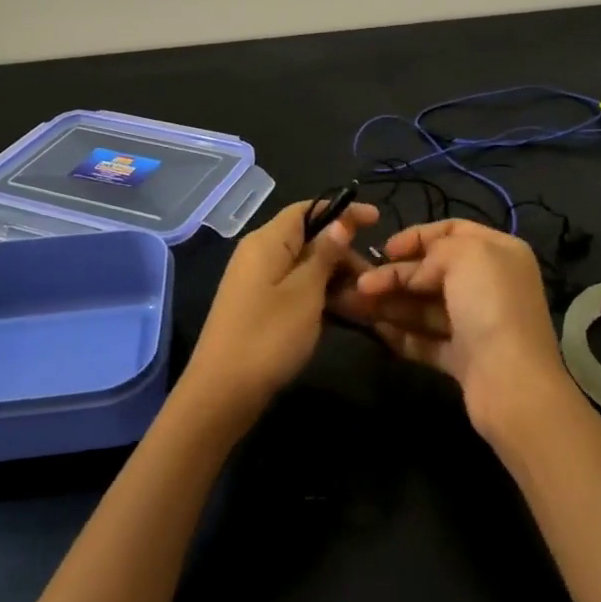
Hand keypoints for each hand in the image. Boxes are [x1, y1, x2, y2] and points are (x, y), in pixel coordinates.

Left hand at [175, 198, 378, 425]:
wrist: (222, 393)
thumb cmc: (268, 336)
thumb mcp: (305, 293)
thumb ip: (324, 254)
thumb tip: (340, 221)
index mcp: (267, 241)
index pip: (308, 209)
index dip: (342, 211)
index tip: (378, 220)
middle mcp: (259, 254)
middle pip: (307, 238)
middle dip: (343, 252)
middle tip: (375, 277)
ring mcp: (256, 282)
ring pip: (303, 266)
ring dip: (335, 277)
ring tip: (366, 298)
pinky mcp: (258, 307)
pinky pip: (294, 288)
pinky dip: (319, 295)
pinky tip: (344, 313)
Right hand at [349, 219, 580, 446]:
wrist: (511, 382)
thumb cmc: (489, 305)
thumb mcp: (464, 255)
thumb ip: (434, 251)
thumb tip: (415, 272)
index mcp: (499, 252)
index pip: (453, 230)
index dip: (417, 236)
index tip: (385, 249)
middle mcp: (490, 284)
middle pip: (434, 271)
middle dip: (395, 274)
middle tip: (358, 283)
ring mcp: (476, 323)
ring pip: (425, 306)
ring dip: (389, 303)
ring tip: (352, 304)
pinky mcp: (463, 357)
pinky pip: (426, 339)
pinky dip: (401, 333)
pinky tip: (374, 329)